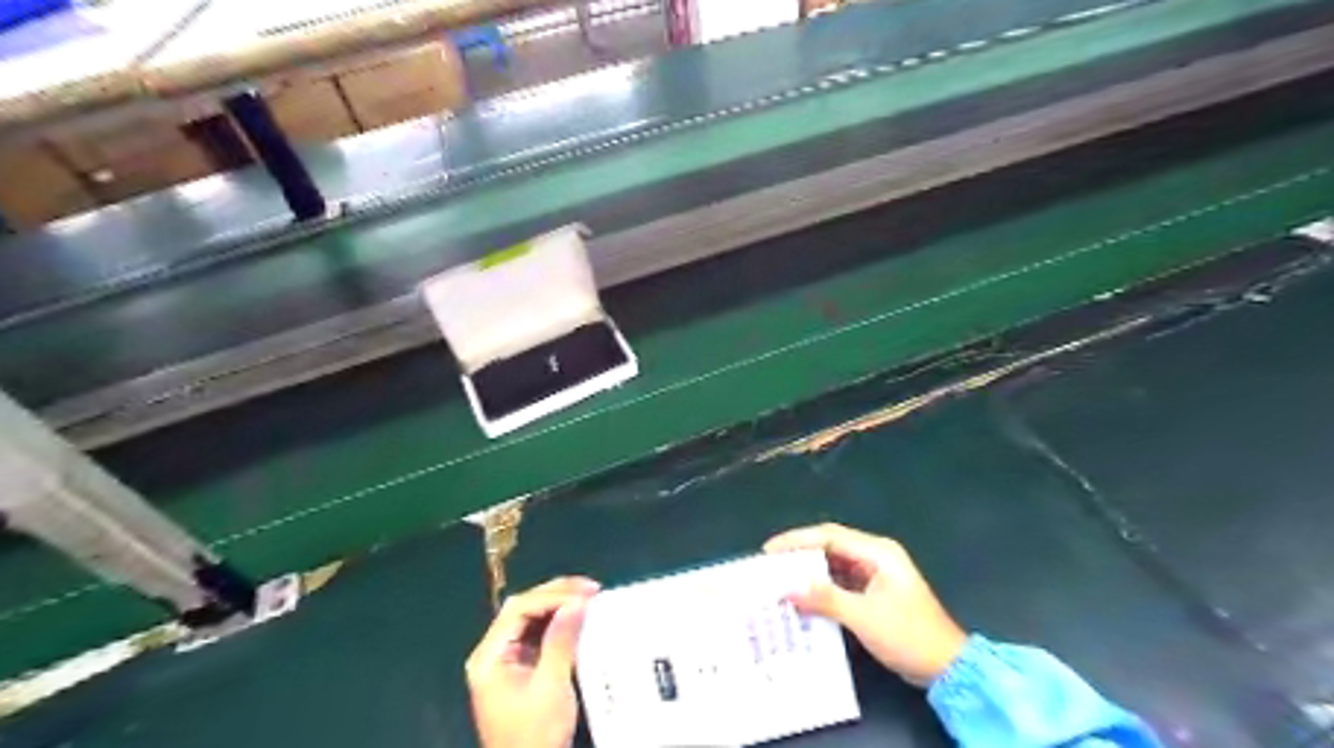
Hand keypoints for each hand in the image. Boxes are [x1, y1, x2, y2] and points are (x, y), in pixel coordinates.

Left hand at [464, 583, 600, 747]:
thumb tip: (577, 602)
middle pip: (522, 609)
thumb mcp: (550, 686)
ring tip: (587, 597)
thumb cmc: (535, 733)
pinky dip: (557, 622)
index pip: (518, 609)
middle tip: (590, 589)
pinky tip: (577, 618)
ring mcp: (505, 660)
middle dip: (556, 594)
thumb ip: (561, 640)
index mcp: (490, 656)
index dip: (552, 596)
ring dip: (558, 605)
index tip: (585, 594)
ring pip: (530, 618)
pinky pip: (537, 634)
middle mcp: (493, 653)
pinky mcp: (519, 668)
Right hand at [765, 524, 965, 684]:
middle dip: (800, 554)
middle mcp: (876, 556)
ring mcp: (876, 574)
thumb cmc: (908, 635)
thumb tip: (788, 590)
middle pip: (830, 546)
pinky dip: (822, 587)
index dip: (797, 540)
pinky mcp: (874, 592)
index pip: (829, 536)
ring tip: (780, 579)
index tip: (769, 550)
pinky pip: (841, 582)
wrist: (947, 667)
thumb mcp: (864, 617)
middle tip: (769, 565)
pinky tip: (803, 597)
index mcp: (878, 552)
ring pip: (834, 565)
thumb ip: (825, 599)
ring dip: (809, 572)